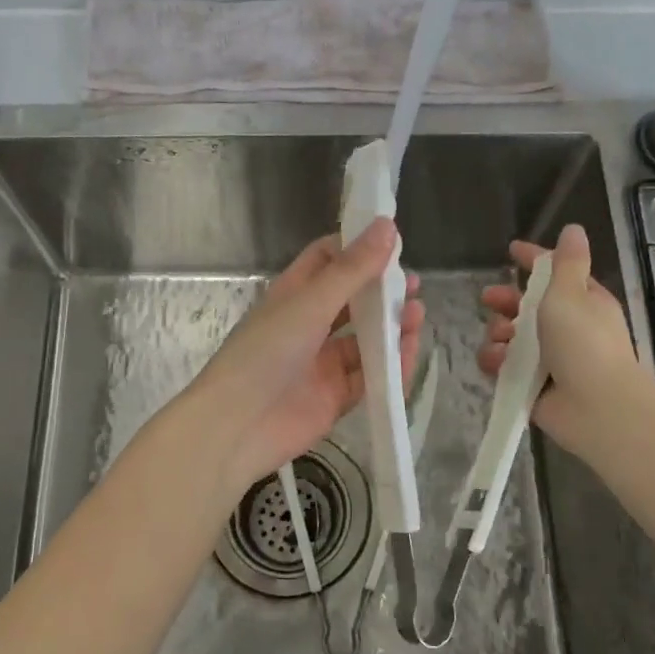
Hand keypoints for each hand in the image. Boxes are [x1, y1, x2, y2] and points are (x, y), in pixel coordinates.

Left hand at [190, 218, 423, 491]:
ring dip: (391, 328)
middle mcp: (308, 325)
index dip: (357, 248)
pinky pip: (370, 377)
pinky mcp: (335, 398)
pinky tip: (409, 352)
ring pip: (365, 340)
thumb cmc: (266, 353)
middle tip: (414, 286)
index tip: (392, 241)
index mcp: (293, 295)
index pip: (326, 260)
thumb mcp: (310, 304)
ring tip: (417, 315)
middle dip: (382, 292)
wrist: (237, 427)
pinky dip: (390, 366)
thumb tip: (387, 226)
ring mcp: (322, 364)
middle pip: (352, 301)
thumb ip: (352, 269)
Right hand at [478, 223, 643, 463]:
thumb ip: (565, 262)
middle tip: (488, 299)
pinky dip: (496, 362)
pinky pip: (504, 366)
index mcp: (582, 302)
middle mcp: (566, 328)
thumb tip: (573, 229)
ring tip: (499, 340)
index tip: (511, 250)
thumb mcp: (571, 293)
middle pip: (526, 306)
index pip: (554, 272)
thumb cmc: (584, 342)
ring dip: (498, 333)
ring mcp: (548, 358)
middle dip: (505, 301)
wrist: (596, 406)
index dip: (533, 259)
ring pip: (511, 337)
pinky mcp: (531, 384)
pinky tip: (495, 362)